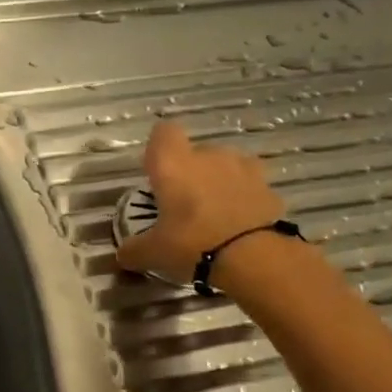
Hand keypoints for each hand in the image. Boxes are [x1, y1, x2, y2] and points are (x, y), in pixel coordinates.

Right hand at [116, 121, 286, 283]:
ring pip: (225, 165)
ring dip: (219, 182)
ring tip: (214, 213)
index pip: (164, 133)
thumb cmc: (193, 244)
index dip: (159, 148)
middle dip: (190, 172)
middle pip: (196, 152)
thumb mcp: (154, 253)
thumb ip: (135, 250)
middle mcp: (208, 156)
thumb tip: (123, 254)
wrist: (255, 257)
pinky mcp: (268, 186)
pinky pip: (248, 185)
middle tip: (183, 205)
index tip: (156, 172)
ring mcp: (243, 168)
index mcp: (174, 164)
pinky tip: (238, 224)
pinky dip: (243, 198)